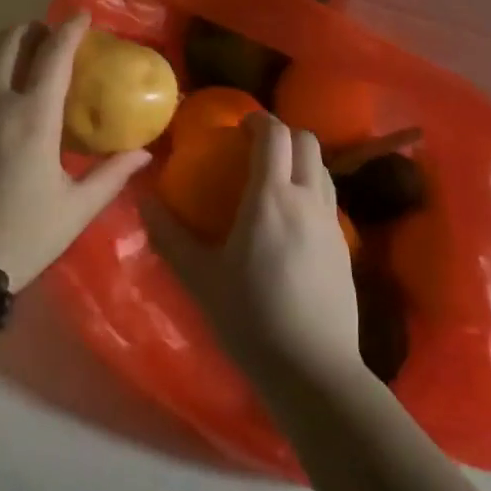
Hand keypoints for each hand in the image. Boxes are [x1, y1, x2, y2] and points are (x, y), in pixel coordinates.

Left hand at [0, 13, 149, 290]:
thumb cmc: (22, 233)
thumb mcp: (76, 208)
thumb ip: (111, 174)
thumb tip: (143, 153)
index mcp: (33, 116)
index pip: (53, 54)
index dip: (69, 29)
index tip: (82, 16)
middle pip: (10, 41)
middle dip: (33, 29)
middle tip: (52, 37)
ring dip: (6, 46)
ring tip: (26, 59)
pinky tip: (3, 97)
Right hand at [145, 113, 361, 397]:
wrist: (314, 370)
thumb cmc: (251, 318)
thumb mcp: (200, 278)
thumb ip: (169, 235)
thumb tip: (143, 201)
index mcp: (271, 197)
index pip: (275, 135)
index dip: (258, 120)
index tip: (239, 125)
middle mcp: (307, 199)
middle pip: (307, 142)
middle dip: (283, 133)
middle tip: (256, 147)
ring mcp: (332, 223)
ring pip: (323, 168)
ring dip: (300, 160)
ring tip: (275, 178)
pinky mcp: (346, 247)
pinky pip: (329, 199)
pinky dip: (311, 188)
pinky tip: (291, 220)